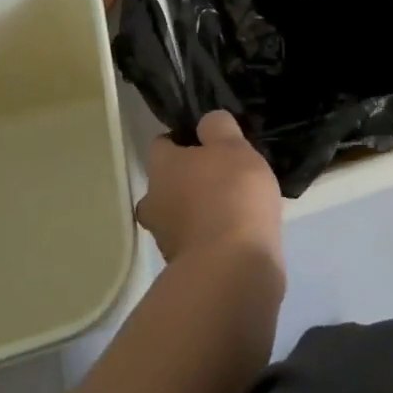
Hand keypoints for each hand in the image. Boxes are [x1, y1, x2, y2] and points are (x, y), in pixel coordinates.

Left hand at [135, 110, 283, 270]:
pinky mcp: (185, 268)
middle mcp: (154, 202)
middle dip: (188, 180)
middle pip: (166, 183)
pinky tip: (238, 233)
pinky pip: (197, 241)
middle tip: (221, 175)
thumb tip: (207, 123)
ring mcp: (166, 239)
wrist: (233, 268)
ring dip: (199, 210)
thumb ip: (218, 127)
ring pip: (179, 214)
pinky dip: (212, 236)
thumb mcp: (233, 146)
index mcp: (161, 168)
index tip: (208, 142)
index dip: (182, 139)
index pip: (161, 144)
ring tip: (235, 206)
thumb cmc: (231, 194)